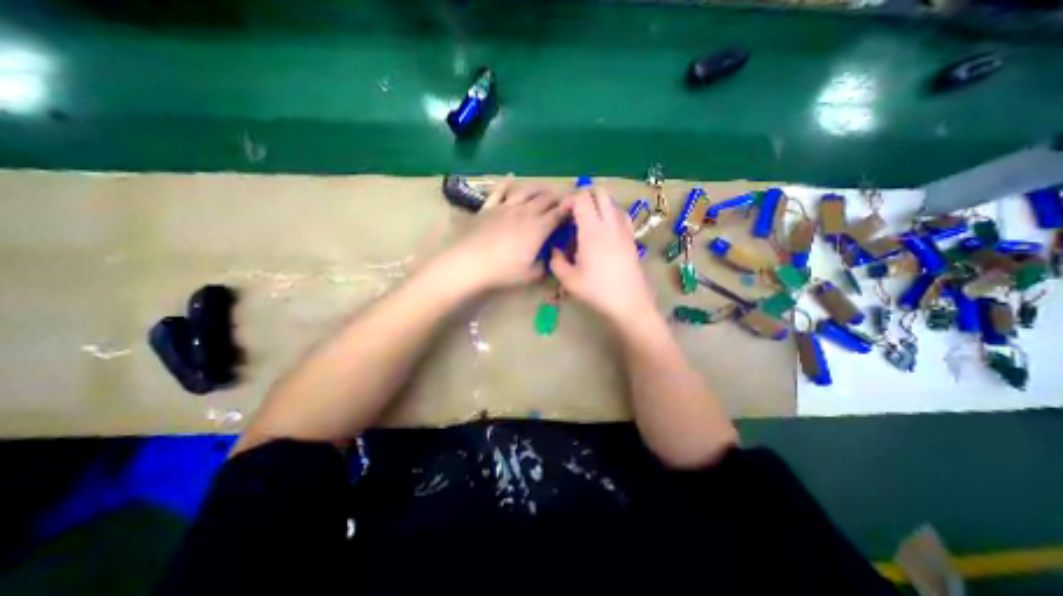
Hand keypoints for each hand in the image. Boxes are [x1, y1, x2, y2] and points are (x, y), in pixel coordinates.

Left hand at [440, 179, 572, 293]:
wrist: (469, 262)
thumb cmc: (503, 271)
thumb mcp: (530, 275)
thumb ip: (544, 267)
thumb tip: (550, 261)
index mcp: (538, 228)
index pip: (558, 214)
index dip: (568, 210)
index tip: (574, 209)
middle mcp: (525, 212)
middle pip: (545, 199)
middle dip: (556, 198)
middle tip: (560, 202)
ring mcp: (506, 207)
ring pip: (526, 191)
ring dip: (537, 189)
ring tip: (543, 190)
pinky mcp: (489, 207)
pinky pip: (499, 190)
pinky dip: (506, 183)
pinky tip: (510, 177)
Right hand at [548, 186, 657, 323]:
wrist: (629, 302)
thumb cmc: (597, 290)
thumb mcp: (568, 279)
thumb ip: (556, 261)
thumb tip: (556, 250)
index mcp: (592, 230)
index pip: (582, 198)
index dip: (569, 200)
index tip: (562, 215)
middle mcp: (610, 223)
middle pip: (600, 193)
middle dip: (585, 197)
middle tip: (574, 214)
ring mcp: (624, 229)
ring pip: (612, 202)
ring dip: (598, 205)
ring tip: (588, 222)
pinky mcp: (632, 237)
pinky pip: (622, 215)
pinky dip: (611, 214)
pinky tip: (605, 231)